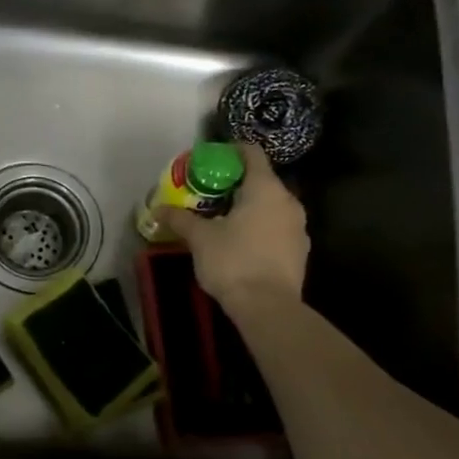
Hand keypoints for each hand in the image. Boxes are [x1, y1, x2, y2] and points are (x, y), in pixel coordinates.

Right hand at [162, 142, 308, 307]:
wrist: (268, 307)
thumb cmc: (233, 261)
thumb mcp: (199, 238)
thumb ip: (180, 218)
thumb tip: (158, 209)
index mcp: (265, 189)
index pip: (251, 153)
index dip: (230, 151)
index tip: (210, 159)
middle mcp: (288, 201)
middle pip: (261, 180)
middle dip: (234, 183)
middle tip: (207, 192)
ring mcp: (298, 227)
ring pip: (270, 205)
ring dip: (247, 206)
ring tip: (221, 218)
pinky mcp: (299, 250)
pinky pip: (276, 226)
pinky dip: (258, 226)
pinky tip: (239, 241)